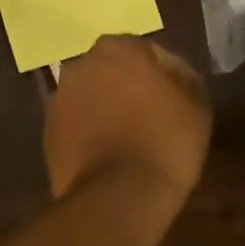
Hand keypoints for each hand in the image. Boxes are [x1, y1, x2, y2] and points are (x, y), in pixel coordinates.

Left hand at [45, 36, 211, 218]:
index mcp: (117, 49)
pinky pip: (77, 126)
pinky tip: (110, 156)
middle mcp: (80, 66)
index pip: (148, 53)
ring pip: (91, 99)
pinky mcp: (48, 134)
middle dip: (130, 89)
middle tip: (153, 117)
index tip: (178, 101)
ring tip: (131, 140)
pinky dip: (91, 134)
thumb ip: (184, 80)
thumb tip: (174, 77)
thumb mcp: (196, 107)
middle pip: (113, 73)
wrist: (118, 196)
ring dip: (107, 110)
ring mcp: (59, 100)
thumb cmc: (165, 143)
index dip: (167, 77)